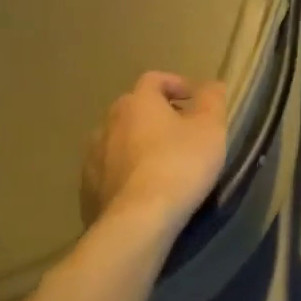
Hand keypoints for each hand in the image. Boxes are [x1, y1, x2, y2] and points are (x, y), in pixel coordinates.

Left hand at [81, 72, 229, 230]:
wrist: (138, 220)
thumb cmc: (180, 165)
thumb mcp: (210, 128)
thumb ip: (212, 100)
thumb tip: (212, 84)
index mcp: (137, 103)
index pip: (154, 80)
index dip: (175, 84)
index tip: (193, 99)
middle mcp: (108, 123)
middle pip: (133, 109)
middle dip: (156, 115)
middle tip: (181, 132)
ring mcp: (93, 157)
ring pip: (118, 141)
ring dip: (138, 144)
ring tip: (161, 163)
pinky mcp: (88, 189)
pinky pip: (110, 171)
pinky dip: (126, 173)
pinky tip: (143, 190)